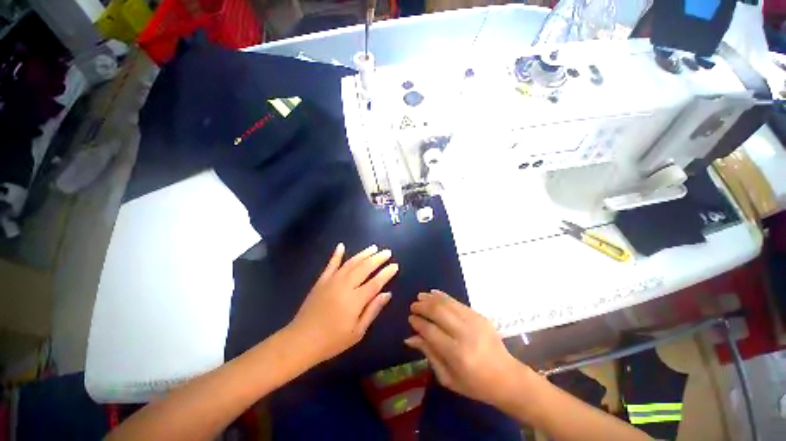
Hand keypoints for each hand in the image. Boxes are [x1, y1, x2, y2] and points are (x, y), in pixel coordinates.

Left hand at [288, 243, 398, 364]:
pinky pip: (331, 264)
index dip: (386, 273)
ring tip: (373, 248)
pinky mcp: (321, 281)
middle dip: (378, 259)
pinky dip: (336, 254)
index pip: (376, 282)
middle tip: (387, 252)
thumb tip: (387, 294)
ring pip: (351, 263)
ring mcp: (332, 281)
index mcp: (356, 300)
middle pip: (365, 268)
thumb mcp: (357, 332)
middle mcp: (345, 285)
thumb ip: (373, 310)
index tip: (395, 265)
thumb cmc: (332, 341)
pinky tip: (341, 246)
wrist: (301, 341)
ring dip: (363, 254)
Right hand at [405, 290, 531, 408]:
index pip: (431, 331)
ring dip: (431, 298)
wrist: (507, 377)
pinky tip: (434, 293)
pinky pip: (457, 302)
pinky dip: (444, 296)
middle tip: (413, 306)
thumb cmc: (475, 384)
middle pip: (438, 312)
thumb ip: (429, 354)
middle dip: (422, 306)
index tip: (410, 318)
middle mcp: (465, 333)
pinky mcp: (479, 315)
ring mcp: (474, 321)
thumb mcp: (448, 377)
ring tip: (420, 296)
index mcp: (457, 354)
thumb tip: (410, 338)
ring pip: (447, 303)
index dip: (418, 323)